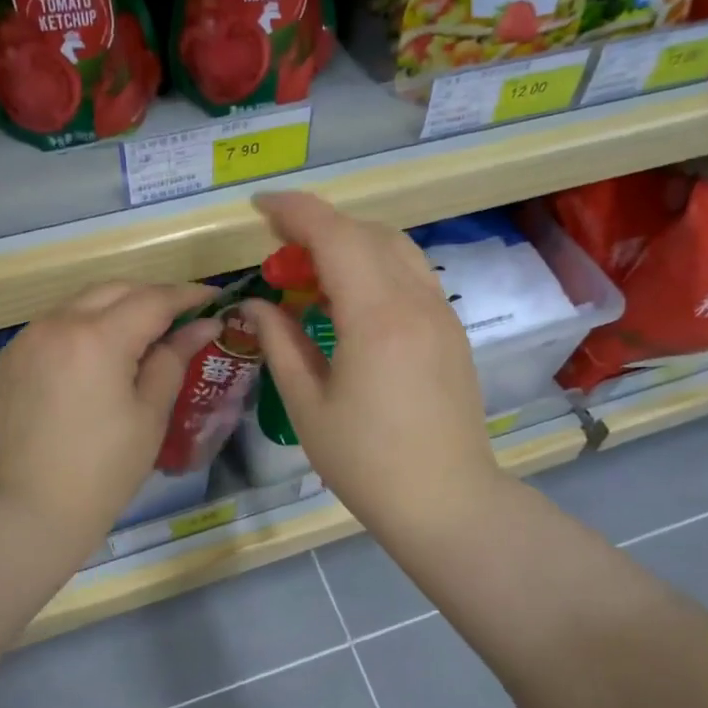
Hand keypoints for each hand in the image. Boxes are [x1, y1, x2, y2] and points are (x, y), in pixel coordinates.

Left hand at [0, 282, 219, 560]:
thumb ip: (173, 360)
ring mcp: (27, 339)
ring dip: (117, 308)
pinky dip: (86, 327)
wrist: (23, 513)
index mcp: (97, 338)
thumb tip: (202, 326)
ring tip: (145, 334)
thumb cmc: (100, 472)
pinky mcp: (11, 359)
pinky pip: (57, 326)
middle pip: (115, 290)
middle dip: (152, 296)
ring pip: (82, 303)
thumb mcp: (149, 416)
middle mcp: (57, 324)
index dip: (188, 295)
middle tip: (183, 317)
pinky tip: (101, 355)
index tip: (215, 299)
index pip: (153, 299)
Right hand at [240, 192, 504, 539]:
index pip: (334, 235)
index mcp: (376, 316)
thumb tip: (256, 306)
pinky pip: (411, 276)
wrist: (446, 501)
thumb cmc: (366, 462)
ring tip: (312, 275)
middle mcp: (416, 301)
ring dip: (350, 245)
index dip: (294, 211)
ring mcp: (440, 314)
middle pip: (366, 233)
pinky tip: (350, 303)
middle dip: (318, 228)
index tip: (259, 207)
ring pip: (395, 249)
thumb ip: (280, 343)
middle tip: (278, 255)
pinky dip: (375, 268)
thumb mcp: (309, 405)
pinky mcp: (451, 332)